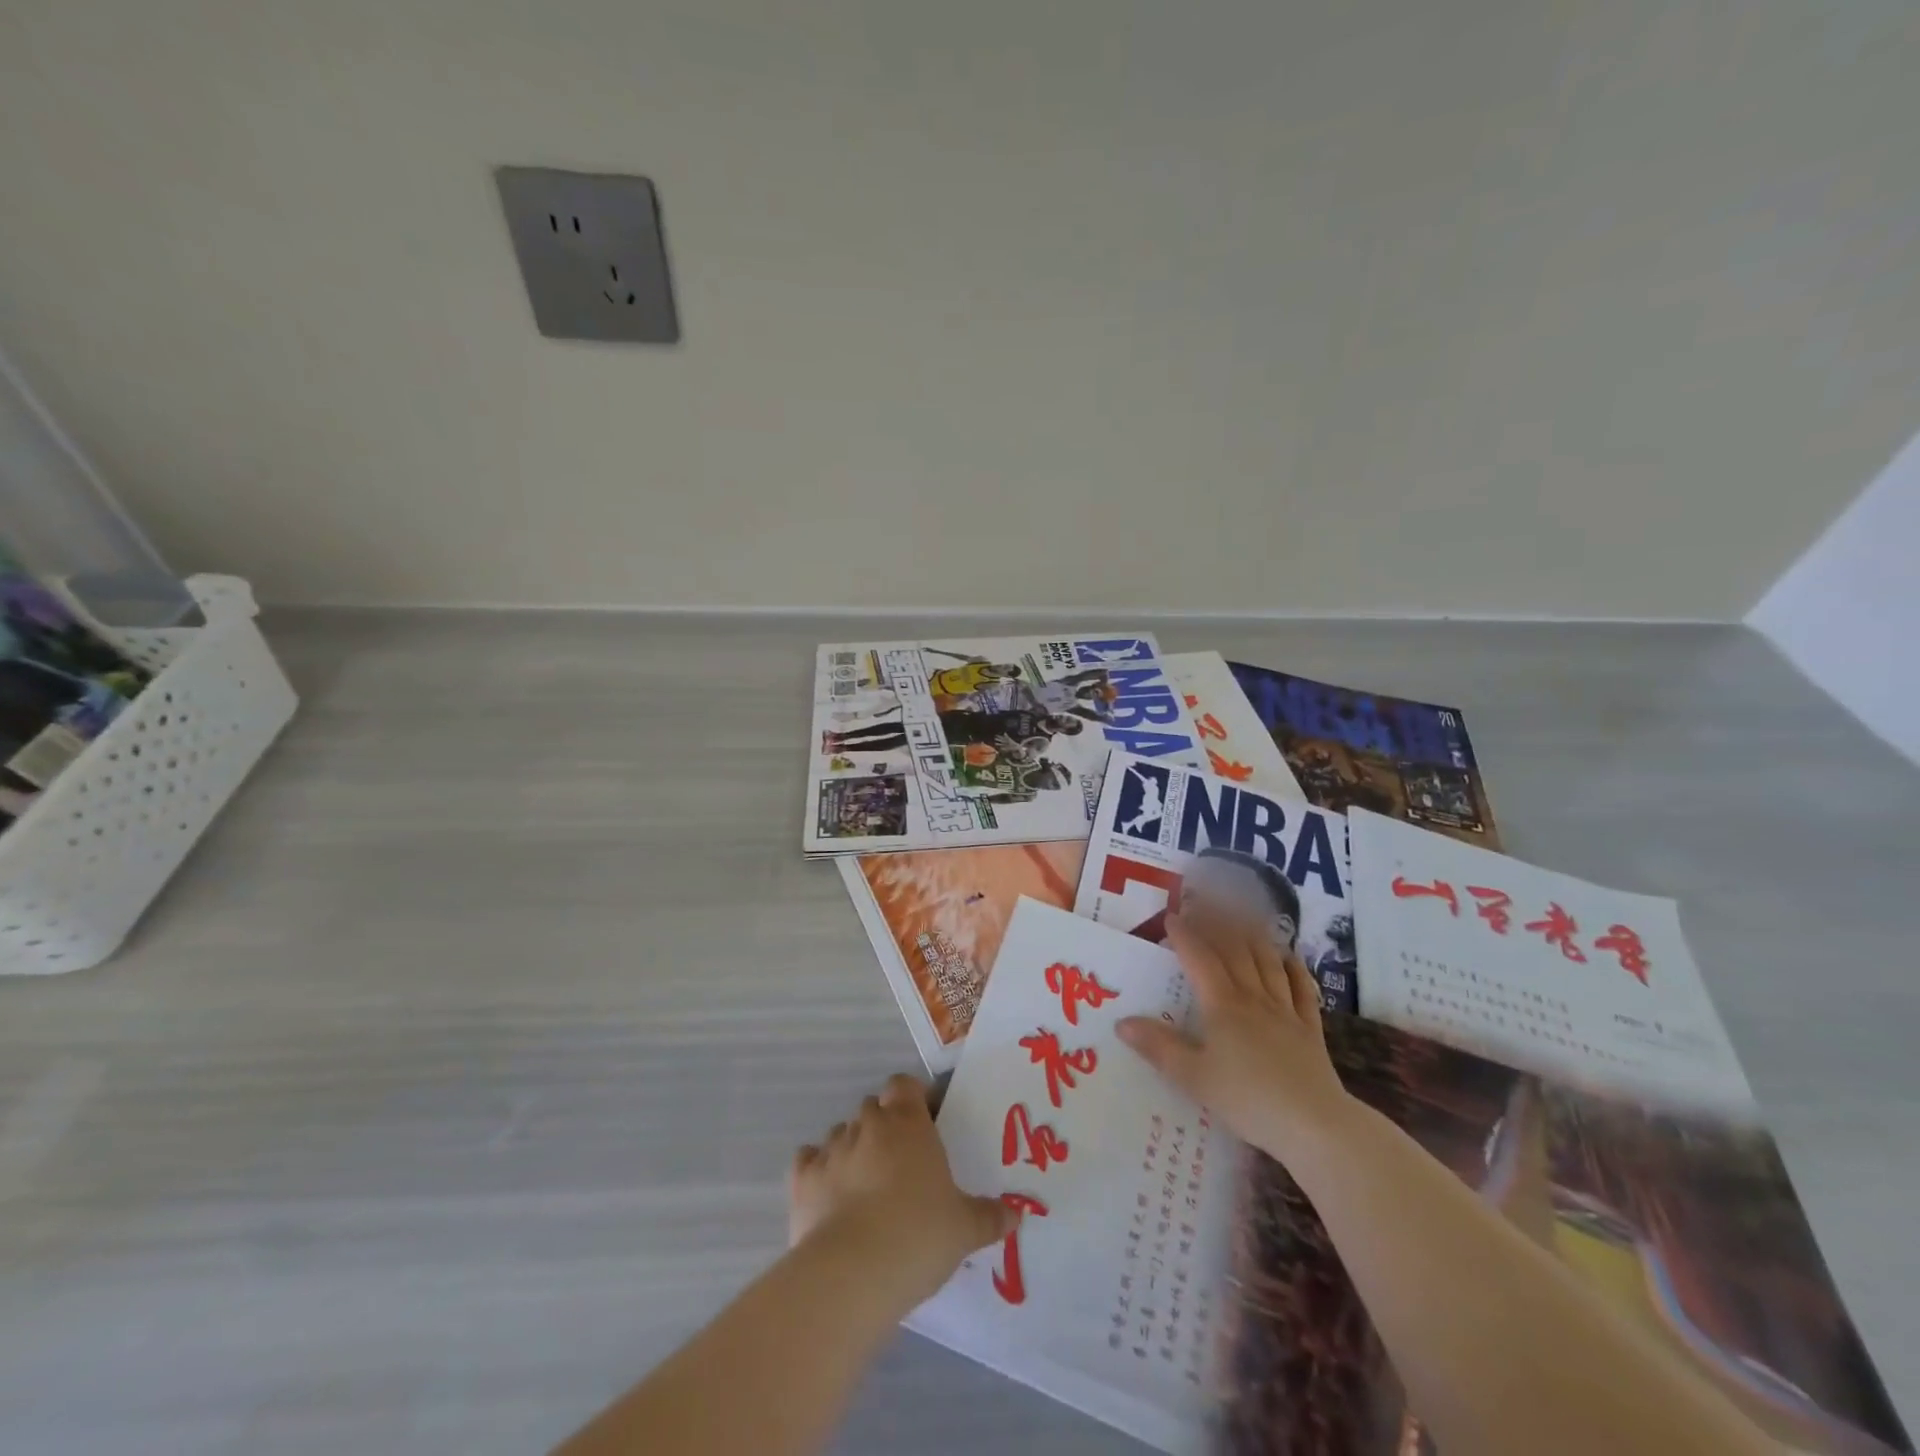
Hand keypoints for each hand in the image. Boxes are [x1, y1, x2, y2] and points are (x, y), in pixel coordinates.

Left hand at [789, 1073, 1016, 1301]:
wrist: (853, 1272)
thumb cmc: (918, 1235)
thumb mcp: (965, 1229)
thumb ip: (989, 1216)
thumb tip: (1016, 1214)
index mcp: (907, 1124)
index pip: (904, 1084)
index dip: (912, 1098)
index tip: (924, 1122)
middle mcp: (868, 1126)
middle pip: (872, 1107)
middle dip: (883, 1126)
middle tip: (899, 1162)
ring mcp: (831, 1149)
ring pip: (841, 1133)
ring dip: (852, 1149)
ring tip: (864, 1185)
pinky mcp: (802, 1179)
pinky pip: (808, 1160)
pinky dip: (817, 1170)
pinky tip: (827, 1193)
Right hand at [1116, 911, 1356, 1166]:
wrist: (1314, 1124)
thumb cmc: (1248, 1099)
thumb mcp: (1193, 1077)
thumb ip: (1158, 1047)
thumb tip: (1121, 1022)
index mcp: (1222, 1005)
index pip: (1200, 958)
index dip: (1185, 935)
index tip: (1171, 916)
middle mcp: (1253, 997)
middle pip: (1235, 949)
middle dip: (1217, 922)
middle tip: (1205, 902)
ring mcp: (1285, 1010)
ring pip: (1267, 960)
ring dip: (1253, 933)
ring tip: (1242, 914)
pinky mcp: (1309, 1028)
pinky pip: (1301, 988)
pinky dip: (1293, 967)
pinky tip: (1288, 955)